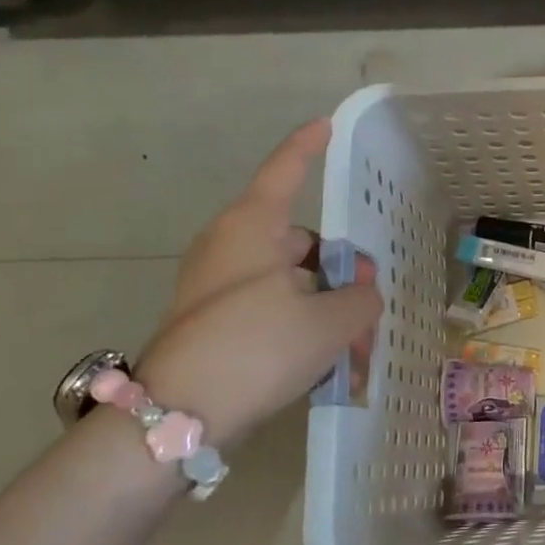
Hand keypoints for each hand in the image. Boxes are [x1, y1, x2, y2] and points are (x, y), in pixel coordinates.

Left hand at [136, 120, 381, 444]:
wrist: (175, 418)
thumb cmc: (257, 348)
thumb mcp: (331, 323)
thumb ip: (362, 298)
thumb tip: (360, 293)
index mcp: (253, 228)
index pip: (285, 171)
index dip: (308, 146)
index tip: (326, 125)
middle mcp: (230, 247)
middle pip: (301, 240)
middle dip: (342, 270)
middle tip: (369, 306)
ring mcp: (217, 285)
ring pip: (290, 281)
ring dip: (326, 306)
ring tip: (354, 351)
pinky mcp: (213, 320)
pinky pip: (271, 307)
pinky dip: (301, 325)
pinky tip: (325, 364)